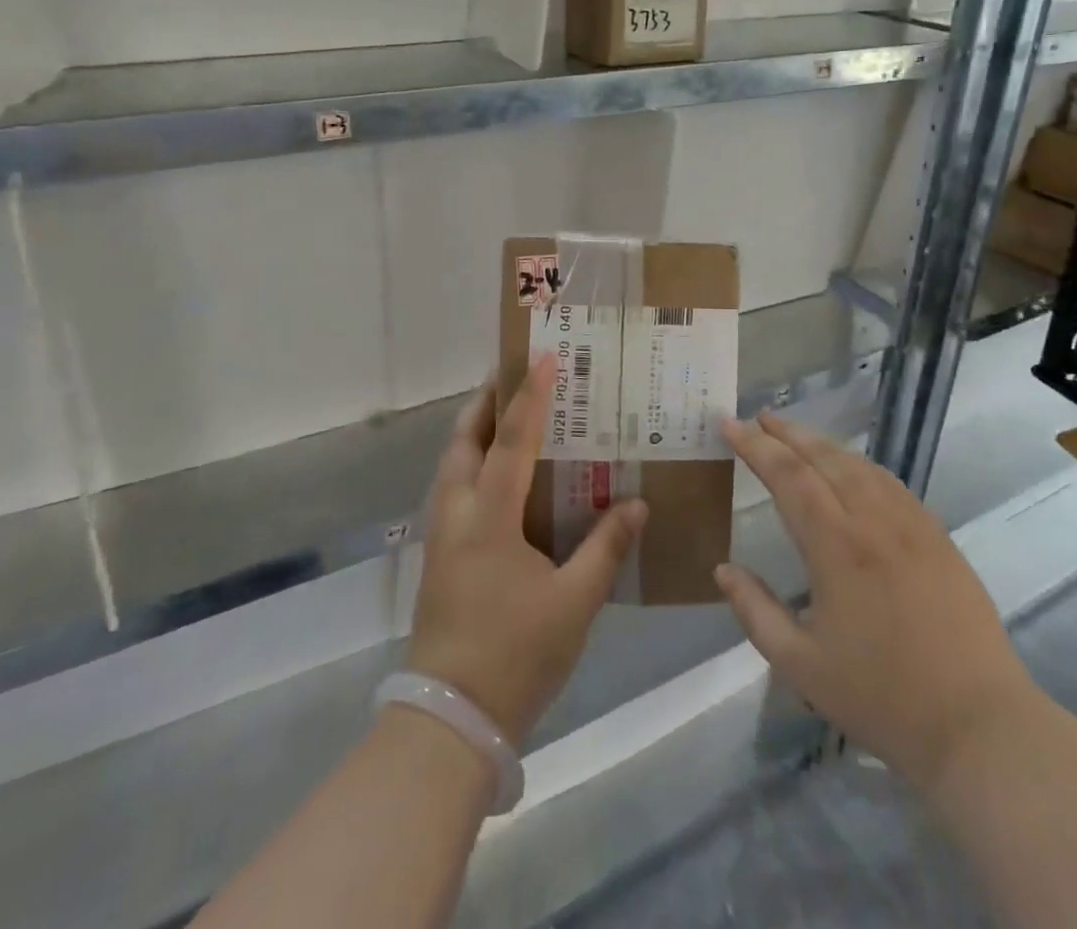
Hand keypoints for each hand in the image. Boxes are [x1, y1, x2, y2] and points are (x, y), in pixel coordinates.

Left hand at [407, 356, 647, 747]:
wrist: (449, 718)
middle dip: (486, 403)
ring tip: (509, 417)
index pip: (511, 441)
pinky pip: (453, 489)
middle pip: (463, 440)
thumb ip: (606, 548)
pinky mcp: (439, 556)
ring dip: (476, 432)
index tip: (542, 357)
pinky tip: (500, 478)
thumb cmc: (515, 654)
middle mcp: (456, 514)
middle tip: (514, 377)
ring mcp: (441, 536)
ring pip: (453, 464)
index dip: (529, 396)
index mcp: (488, 518)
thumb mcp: (574, 603)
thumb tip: (637, 504)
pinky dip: (473, 464)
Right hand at [714, 413, 1035, 790]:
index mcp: (836, 546)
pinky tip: (852, 469)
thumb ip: (756, 612)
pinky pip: (890, 482)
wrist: (978, 725)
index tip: (729, 424)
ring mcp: (912, 524)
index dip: (755, 446)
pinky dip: (859, 464)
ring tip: (796, 435)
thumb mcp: (801, 666)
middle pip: (824, 457)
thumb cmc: (882, 698)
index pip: (788, 476)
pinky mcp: (938, 536)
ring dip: (823, 443)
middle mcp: (873, 520)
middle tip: (758, 417)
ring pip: (859, 464)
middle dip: (787, 432)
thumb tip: (723, 569)